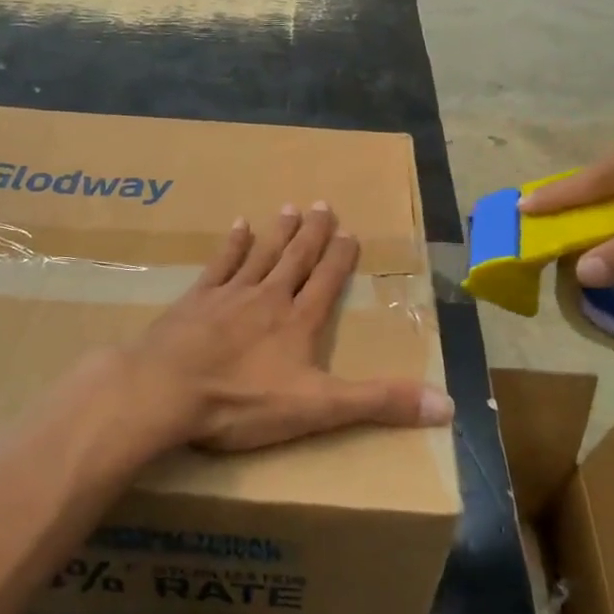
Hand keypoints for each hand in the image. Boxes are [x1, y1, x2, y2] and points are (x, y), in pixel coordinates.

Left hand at [119, 203, 453, 451]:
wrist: (166, 390)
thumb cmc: (242, 401)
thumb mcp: (319, 409)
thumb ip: (379, 402)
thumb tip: (447, 404)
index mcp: (298, 322)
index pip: (327, 282)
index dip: (341, 258)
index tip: (350, 232)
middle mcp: (267, 298)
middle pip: (296, 259)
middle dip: (313, 234)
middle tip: (323, 204)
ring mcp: (229, 295)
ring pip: (261, 255)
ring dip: (278, 233)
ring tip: (290, 208)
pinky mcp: (195, 300)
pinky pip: (219, 264)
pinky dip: (231, 245)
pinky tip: (238, 226)